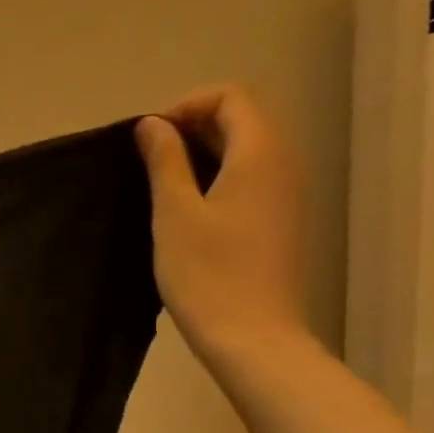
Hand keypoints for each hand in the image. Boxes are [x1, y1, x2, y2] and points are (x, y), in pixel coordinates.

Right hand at [135, 84, 307, 361]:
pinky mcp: (279, 219)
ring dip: (201, 153)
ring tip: (160, 183)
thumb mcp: (174, 214)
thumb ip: (164, 161)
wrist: (252, 335)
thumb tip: (153, 124)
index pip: (231, 97)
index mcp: (260, 154)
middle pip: (241, 119)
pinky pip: (250, 177)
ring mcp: (286, 193)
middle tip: (147, 160)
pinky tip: (186, 208)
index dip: (186, 105)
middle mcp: (283, 164)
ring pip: (245, 149)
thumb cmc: (207, 273)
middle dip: (191, 126)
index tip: (149, 139)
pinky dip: (216, 176)